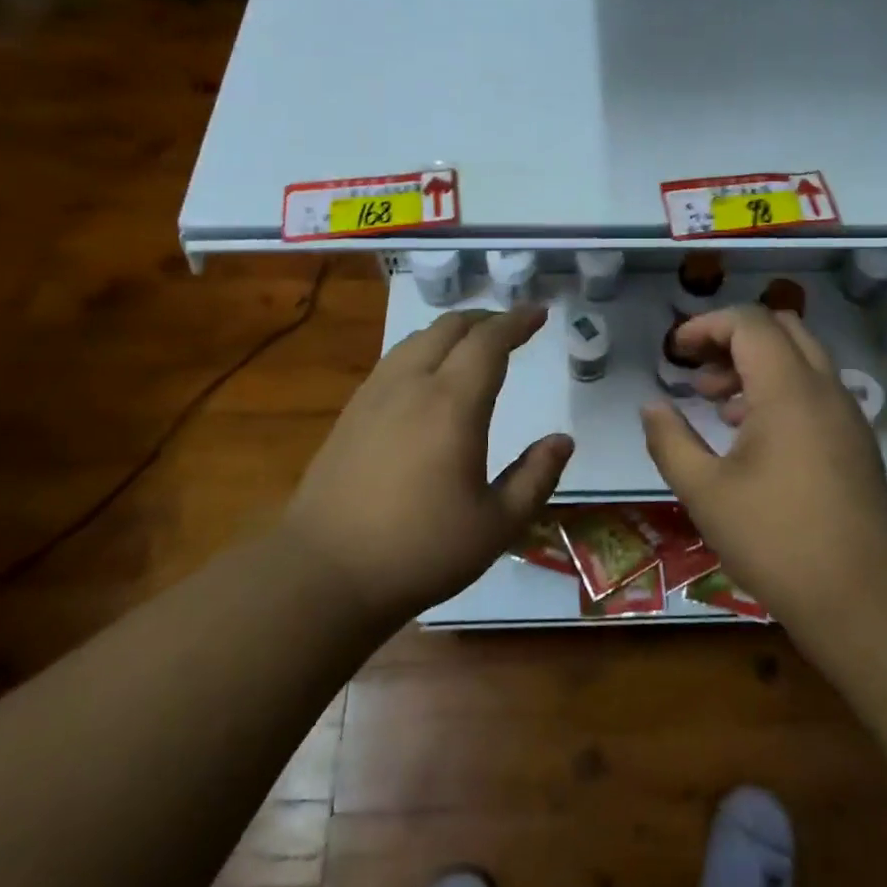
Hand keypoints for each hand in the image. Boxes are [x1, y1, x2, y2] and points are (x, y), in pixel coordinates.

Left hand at [281, 306, 572, 621]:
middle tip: (511, 328)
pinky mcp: (351, 413)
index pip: (489, 342)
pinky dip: (423, 350)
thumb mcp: (497, 525)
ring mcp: (374, 395)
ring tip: (473, 345)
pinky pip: (394, 360)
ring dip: (452, 331)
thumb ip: (536, 477)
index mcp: (453, 405)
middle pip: (450, 328)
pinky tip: (427, 376)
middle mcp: (412, 385)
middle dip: (486, 319)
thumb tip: (562, 440)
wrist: (325, 572)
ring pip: (417, 339)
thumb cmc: (421, 551)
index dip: (517, 321)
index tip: (539, 314)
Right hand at [640, 306, 886, 623]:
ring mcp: (846, 415)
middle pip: (781, 329)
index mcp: (788, 389)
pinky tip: (752, 437)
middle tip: (698, 373)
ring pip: (801, 360)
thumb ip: (670, 440)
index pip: (749, 323)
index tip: (675, 352)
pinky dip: (780, 391)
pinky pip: (815, 391)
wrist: (865, 596)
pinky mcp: (855, 442)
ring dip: (756, 366)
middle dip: (733, 339)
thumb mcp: (705, 492)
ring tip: (716, 406)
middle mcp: (824, 389)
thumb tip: (651, 406)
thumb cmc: (776, 539)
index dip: (706, 325)